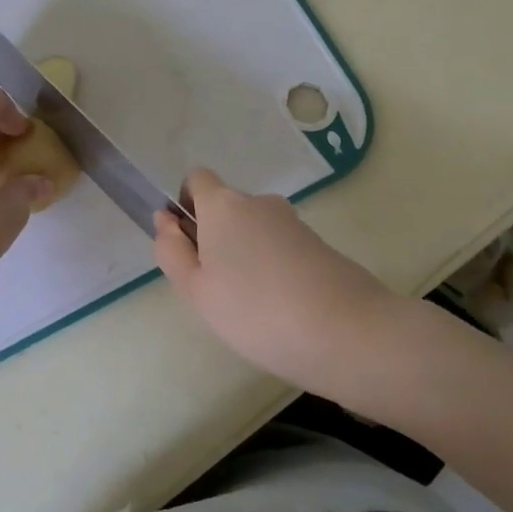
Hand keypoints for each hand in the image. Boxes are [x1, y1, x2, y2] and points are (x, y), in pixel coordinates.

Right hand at [155, 168, 398, 395]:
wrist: (347, 332)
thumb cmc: (255, 311)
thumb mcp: (196, 290)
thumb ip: (172, 251)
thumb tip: (165, 220)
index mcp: (223, 205)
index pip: (197, 179)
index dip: (186, 205)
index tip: (188, 245)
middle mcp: (259, 202)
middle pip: (226, 209)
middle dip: (215, 239)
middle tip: (216, 290)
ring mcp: (293, 222)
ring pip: (254, 231)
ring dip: (245, 257)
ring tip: (251, 307)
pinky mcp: (319, 244)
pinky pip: (280, 248)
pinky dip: (273, 269)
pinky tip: (280, 309)